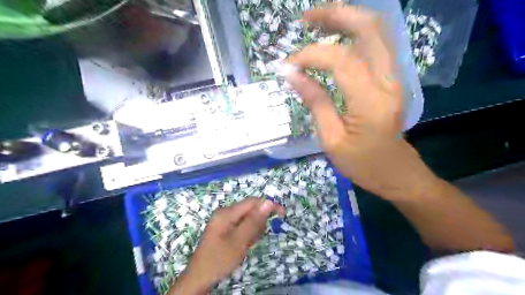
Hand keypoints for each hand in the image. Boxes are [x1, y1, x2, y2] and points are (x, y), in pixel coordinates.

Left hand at [168, 198, 282, 294]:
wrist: (199, 278)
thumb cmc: (219, 259)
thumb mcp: (239, 240)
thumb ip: (254, 221)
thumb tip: (268, 202)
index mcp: (227, 213)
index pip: (252, 202)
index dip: (268, 205)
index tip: (282, 214)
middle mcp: (225, 213)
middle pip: (249, 210)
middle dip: (257, 223)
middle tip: (254, 240)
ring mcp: (223, 221)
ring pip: (247, 219)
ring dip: (252, 230)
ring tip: (247, 245)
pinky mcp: (224, 229)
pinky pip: (241, 227)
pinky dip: (246, 235)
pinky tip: (242, 245)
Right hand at [285, 3, 438, 199]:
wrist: (397, 174)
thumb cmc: (363, 164)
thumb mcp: (331, 139)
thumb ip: (315, 102)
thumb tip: (292, 75)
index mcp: (371, 101)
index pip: (340, 61)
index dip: (311, 56)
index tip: (288, 66)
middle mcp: (388, 81)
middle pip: (369, 29)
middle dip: (336, 15)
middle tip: (306, 18)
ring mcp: (393, 78)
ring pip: (375, 32)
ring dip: (346, 20)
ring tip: (316, 21)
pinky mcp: (390, 80)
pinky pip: (374, 46)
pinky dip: (353, 35)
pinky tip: (335, 37)